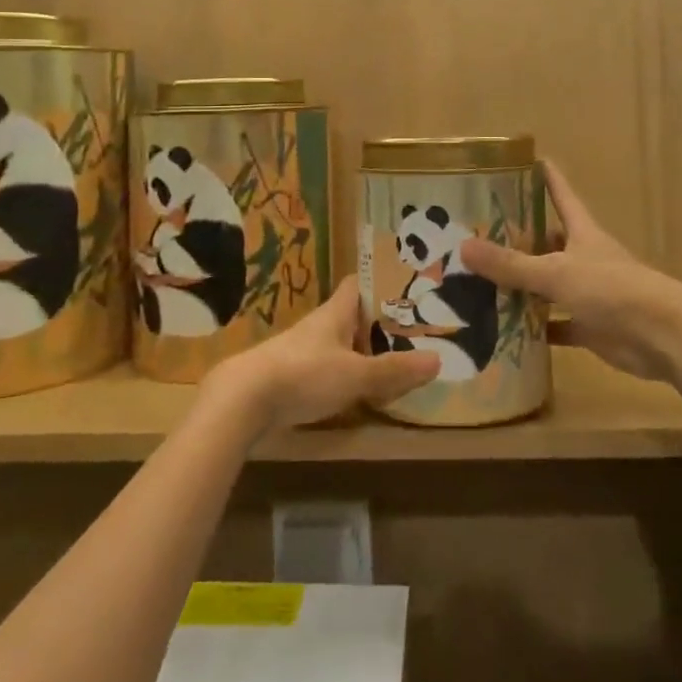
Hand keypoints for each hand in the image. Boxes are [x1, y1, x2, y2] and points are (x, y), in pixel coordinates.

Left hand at [207, 277, 439, 432]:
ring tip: (396, 361)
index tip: (408, 285)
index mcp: (336, 312)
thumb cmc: (304, 374)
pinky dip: (347, 373)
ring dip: (364, 349)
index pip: (359, 283)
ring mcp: (303, 350)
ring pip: (341, 342)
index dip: (381, 281)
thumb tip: (438, 359)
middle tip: (415, 330)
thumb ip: (394, 370)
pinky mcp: (292, 375)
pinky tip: (361, 390)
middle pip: (354, 315)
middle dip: (381, 321)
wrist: (243, 400)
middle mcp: (320, 325)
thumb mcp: (356, 375)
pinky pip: (329, 367)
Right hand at [459, 160, 681, 381]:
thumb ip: (512, 264)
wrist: (662, 337)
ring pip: (549, 284)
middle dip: (519, 237)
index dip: (546, 177)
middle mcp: (585, 257)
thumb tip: (464, 246)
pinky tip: (506, 330)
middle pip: (548, 241)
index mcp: (582, 233)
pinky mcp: (591, 326)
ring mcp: (588, 292)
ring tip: (481, 281)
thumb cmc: (612, 289)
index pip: (561, 195)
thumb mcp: (557, 272)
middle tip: (479, 233)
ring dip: (522, 285)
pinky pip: (557, 324)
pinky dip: (536, 327)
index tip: (527, 159)